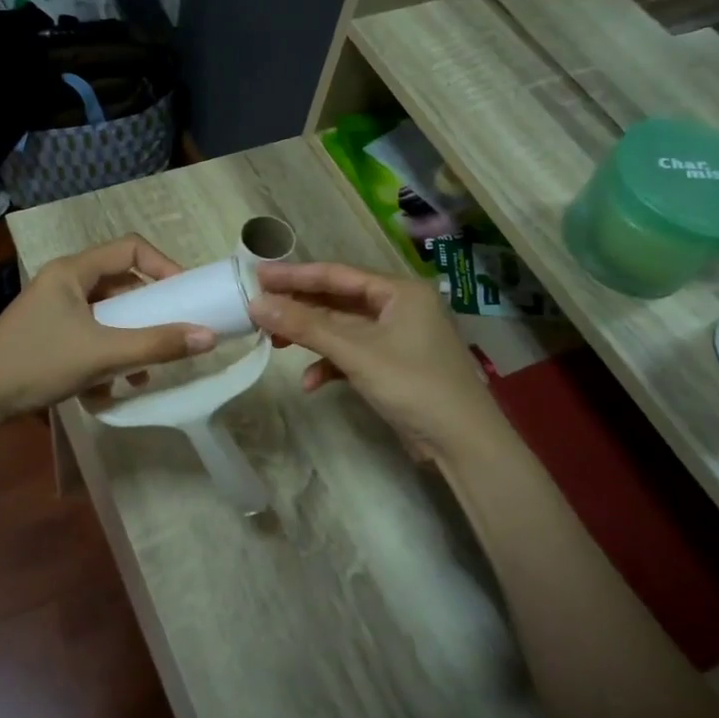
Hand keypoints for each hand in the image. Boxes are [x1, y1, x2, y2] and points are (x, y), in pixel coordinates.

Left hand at [0, 235, 216, 420]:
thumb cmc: (38, 363)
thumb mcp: (102, 355)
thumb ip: (156, 345)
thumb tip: (208, 336)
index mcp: (73, 271)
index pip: (130, 248)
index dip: (163, 266)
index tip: (184, 295)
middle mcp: (63, 282)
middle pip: (120, 283)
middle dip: (147, 312)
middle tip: (169, 334)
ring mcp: (53, 309)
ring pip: (106, 313)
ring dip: (127, 340)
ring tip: (140, 374)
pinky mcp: (47, 334)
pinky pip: (89, 334)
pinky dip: (104, 355)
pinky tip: (105, 390)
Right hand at [248, 261, 504, 463]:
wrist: (462, 443)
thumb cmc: (413, 384)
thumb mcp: (356, 352)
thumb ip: (306, 326)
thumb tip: (256, 304)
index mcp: (400, 292)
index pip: (338, 274)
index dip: (295, 274)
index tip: (257, 274)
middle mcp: (400, 307)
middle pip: (338, 300)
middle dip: (299, 307)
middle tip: (258, 307)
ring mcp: (397, 338)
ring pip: (342, 329)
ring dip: (311, 338)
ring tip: (274, 343)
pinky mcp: (392, 366)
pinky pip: (352, 355)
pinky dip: (330, 365)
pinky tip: (311, 383)